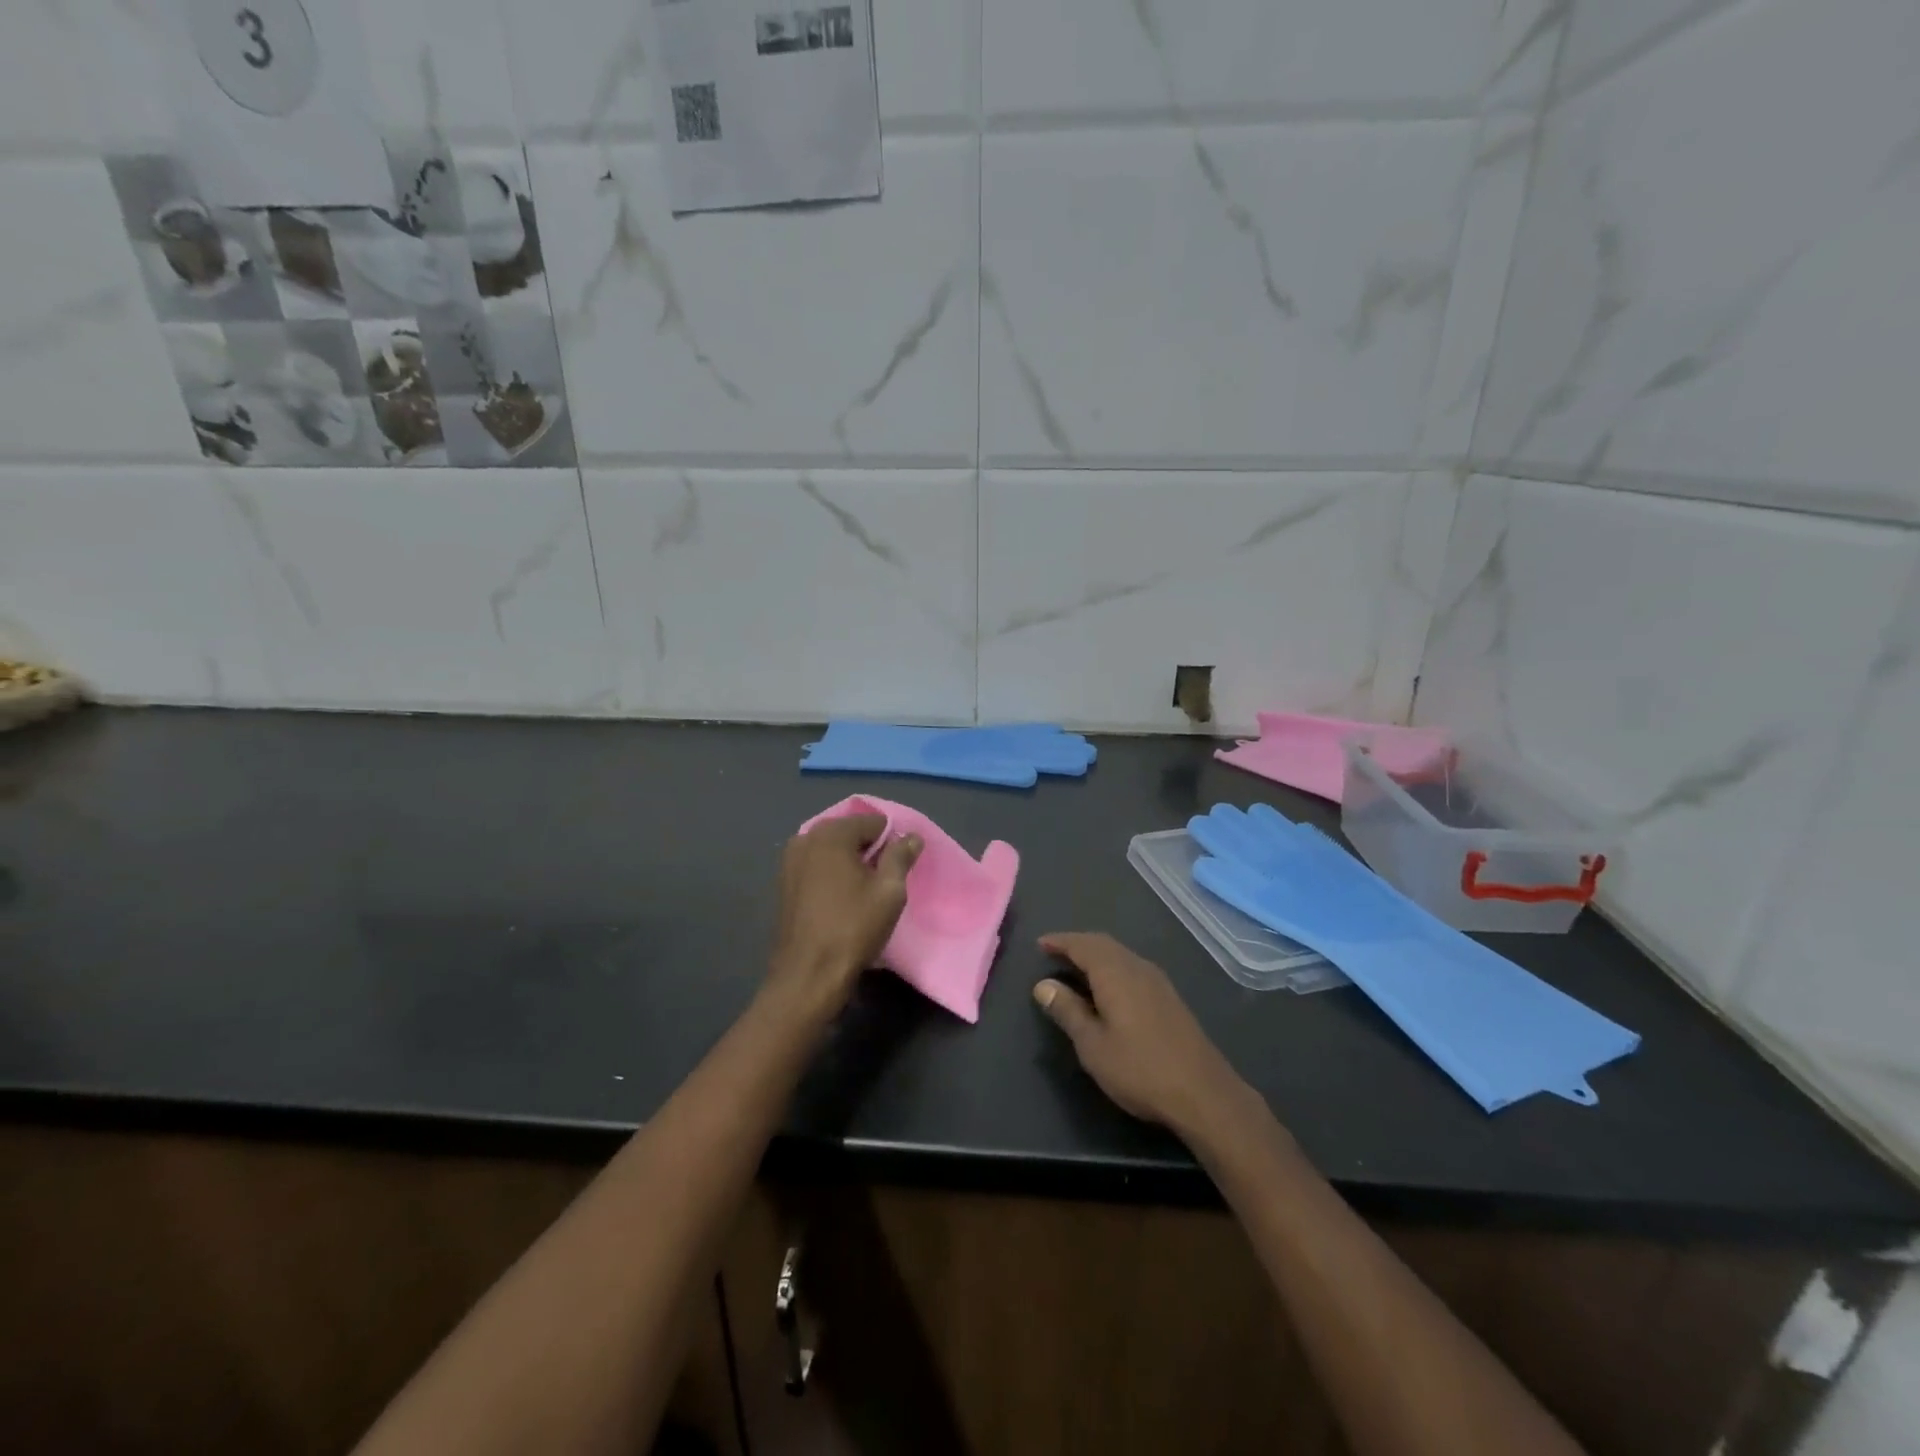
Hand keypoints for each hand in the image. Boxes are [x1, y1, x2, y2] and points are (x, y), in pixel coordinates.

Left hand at [769, 813, 921, 1016]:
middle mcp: (805, 839)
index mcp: (831, 834)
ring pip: (832, 852)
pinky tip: (843, 901)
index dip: (892, 842)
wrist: (808, 975)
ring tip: (865, 894)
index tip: (900, 869)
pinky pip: (817, 868)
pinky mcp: (784, 884)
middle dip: (870, 852)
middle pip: (850, 834)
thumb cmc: (853, 927)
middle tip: (884, 883)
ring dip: (850, 864)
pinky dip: (832, 876)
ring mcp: (790, 861)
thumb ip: (901, 856)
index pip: (874, 823)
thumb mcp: (889, 891)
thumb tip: (911, 836)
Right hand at [1033, 933, 1253, 1138]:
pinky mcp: (1169, 997)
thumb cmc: (1139, 1069)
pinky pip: (1132, 967)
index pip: (1083, 945)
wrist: (1204, 1093)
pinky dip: (1112, 967)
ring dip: (1096, 955)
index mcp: (1116, 973)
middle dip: (1078, 944)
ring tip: (1076, 968)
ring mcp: (1158, 981)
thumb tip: (1043, 985)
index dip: (1060, 942)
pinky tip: (1108, 988)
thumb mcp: (1093, 1045)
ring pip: (1121, 955)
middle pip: (1104, 944)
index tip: (1040, 944)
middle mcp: (1138, 967)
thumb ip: (1068, 1011)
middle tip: (1054, 953)